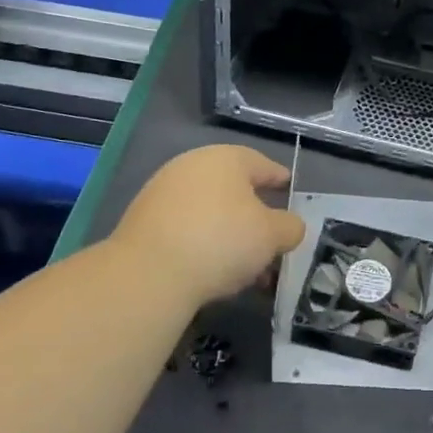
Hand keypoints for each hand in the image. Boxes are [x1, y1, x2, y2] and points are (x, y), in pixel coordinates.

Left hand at [108, 145, 305, 310]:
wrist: (148, 273)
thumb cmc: (221, 241)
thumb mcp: (272, 236)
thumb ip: (290, 227)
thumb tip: (289, 226)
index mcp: (226, 159)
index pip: (261, 164)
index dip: (279, 178)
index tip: (289, 189)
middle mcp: (192, 166)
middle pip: (233, 189)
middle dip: (254, 216)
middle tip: (270, 241)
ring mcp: (163, 192)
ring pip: (209, 212)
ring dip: (229, 235)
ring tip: (244, 269)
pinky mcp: (142, 221)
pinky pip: (185, 228)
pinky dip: (203, 243)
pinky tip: (212, 271)